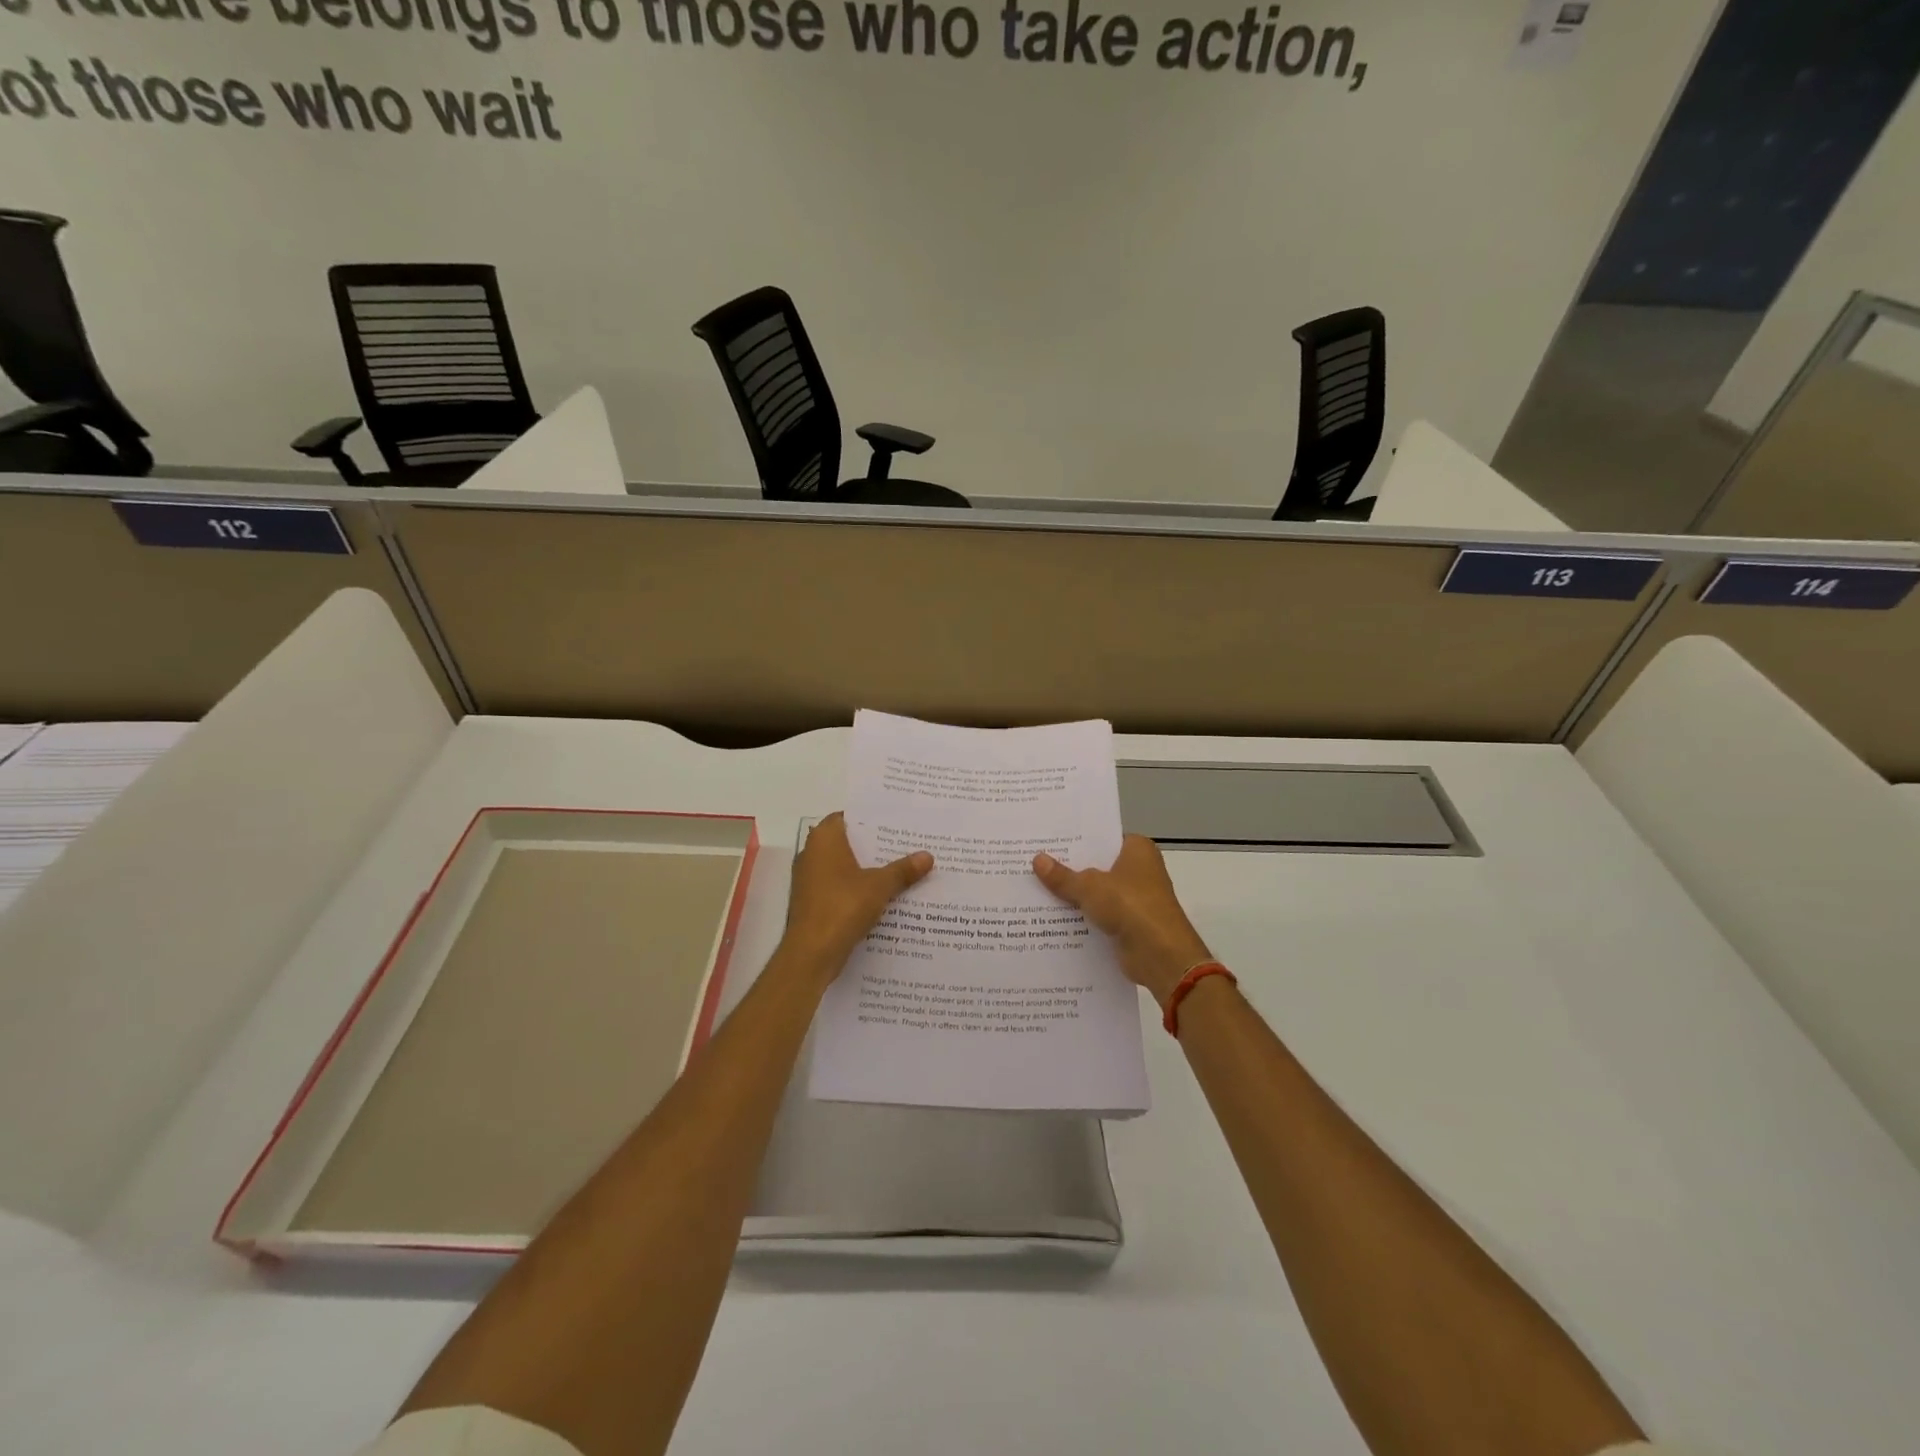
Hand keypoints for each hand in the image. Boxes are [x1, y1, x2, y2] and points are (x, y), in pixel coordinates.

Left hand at [779, 812, 932, 980]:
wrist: (811, 953)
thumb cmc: (842, 907)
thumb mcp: (880, 886)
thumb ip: (903, 870)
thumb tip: (927, 856)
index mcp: (824, 840)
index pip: (847, 817)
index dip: (870, 819)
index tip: (895, 821)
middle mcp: (811, 854)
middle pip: (847, 842)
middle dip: (874, 845)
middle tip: (906, 844)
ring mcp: (809, 880)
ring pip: (844, 866)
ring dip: (867, 869)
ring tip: (901, 868)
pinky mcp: (812, 902)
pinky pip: (839, 887)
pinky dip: (858, 888)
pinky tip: (884, 895)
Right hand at [1034, 835, 1212, 1006]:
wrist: (1160, 955)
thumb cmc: (1130, 906)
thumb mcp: (1089, 886)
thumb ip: (1063, 876)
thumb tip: (1037, 860)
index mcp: (1138, 849)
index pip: (1103, 838)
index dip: (1077, 840)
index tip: (1048, 841)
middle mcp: (1140, 870)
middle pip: (1098, 865)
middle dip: (1070, 868)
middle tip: (1033, 862)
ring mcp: (1136, 898)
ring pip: (1097, 892)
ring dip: (1074, 895)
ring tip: (1036, 888)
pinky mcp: (1130, 924)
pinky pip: (1100, 914)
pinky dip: (1082, 917)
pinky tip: (1052, 917)